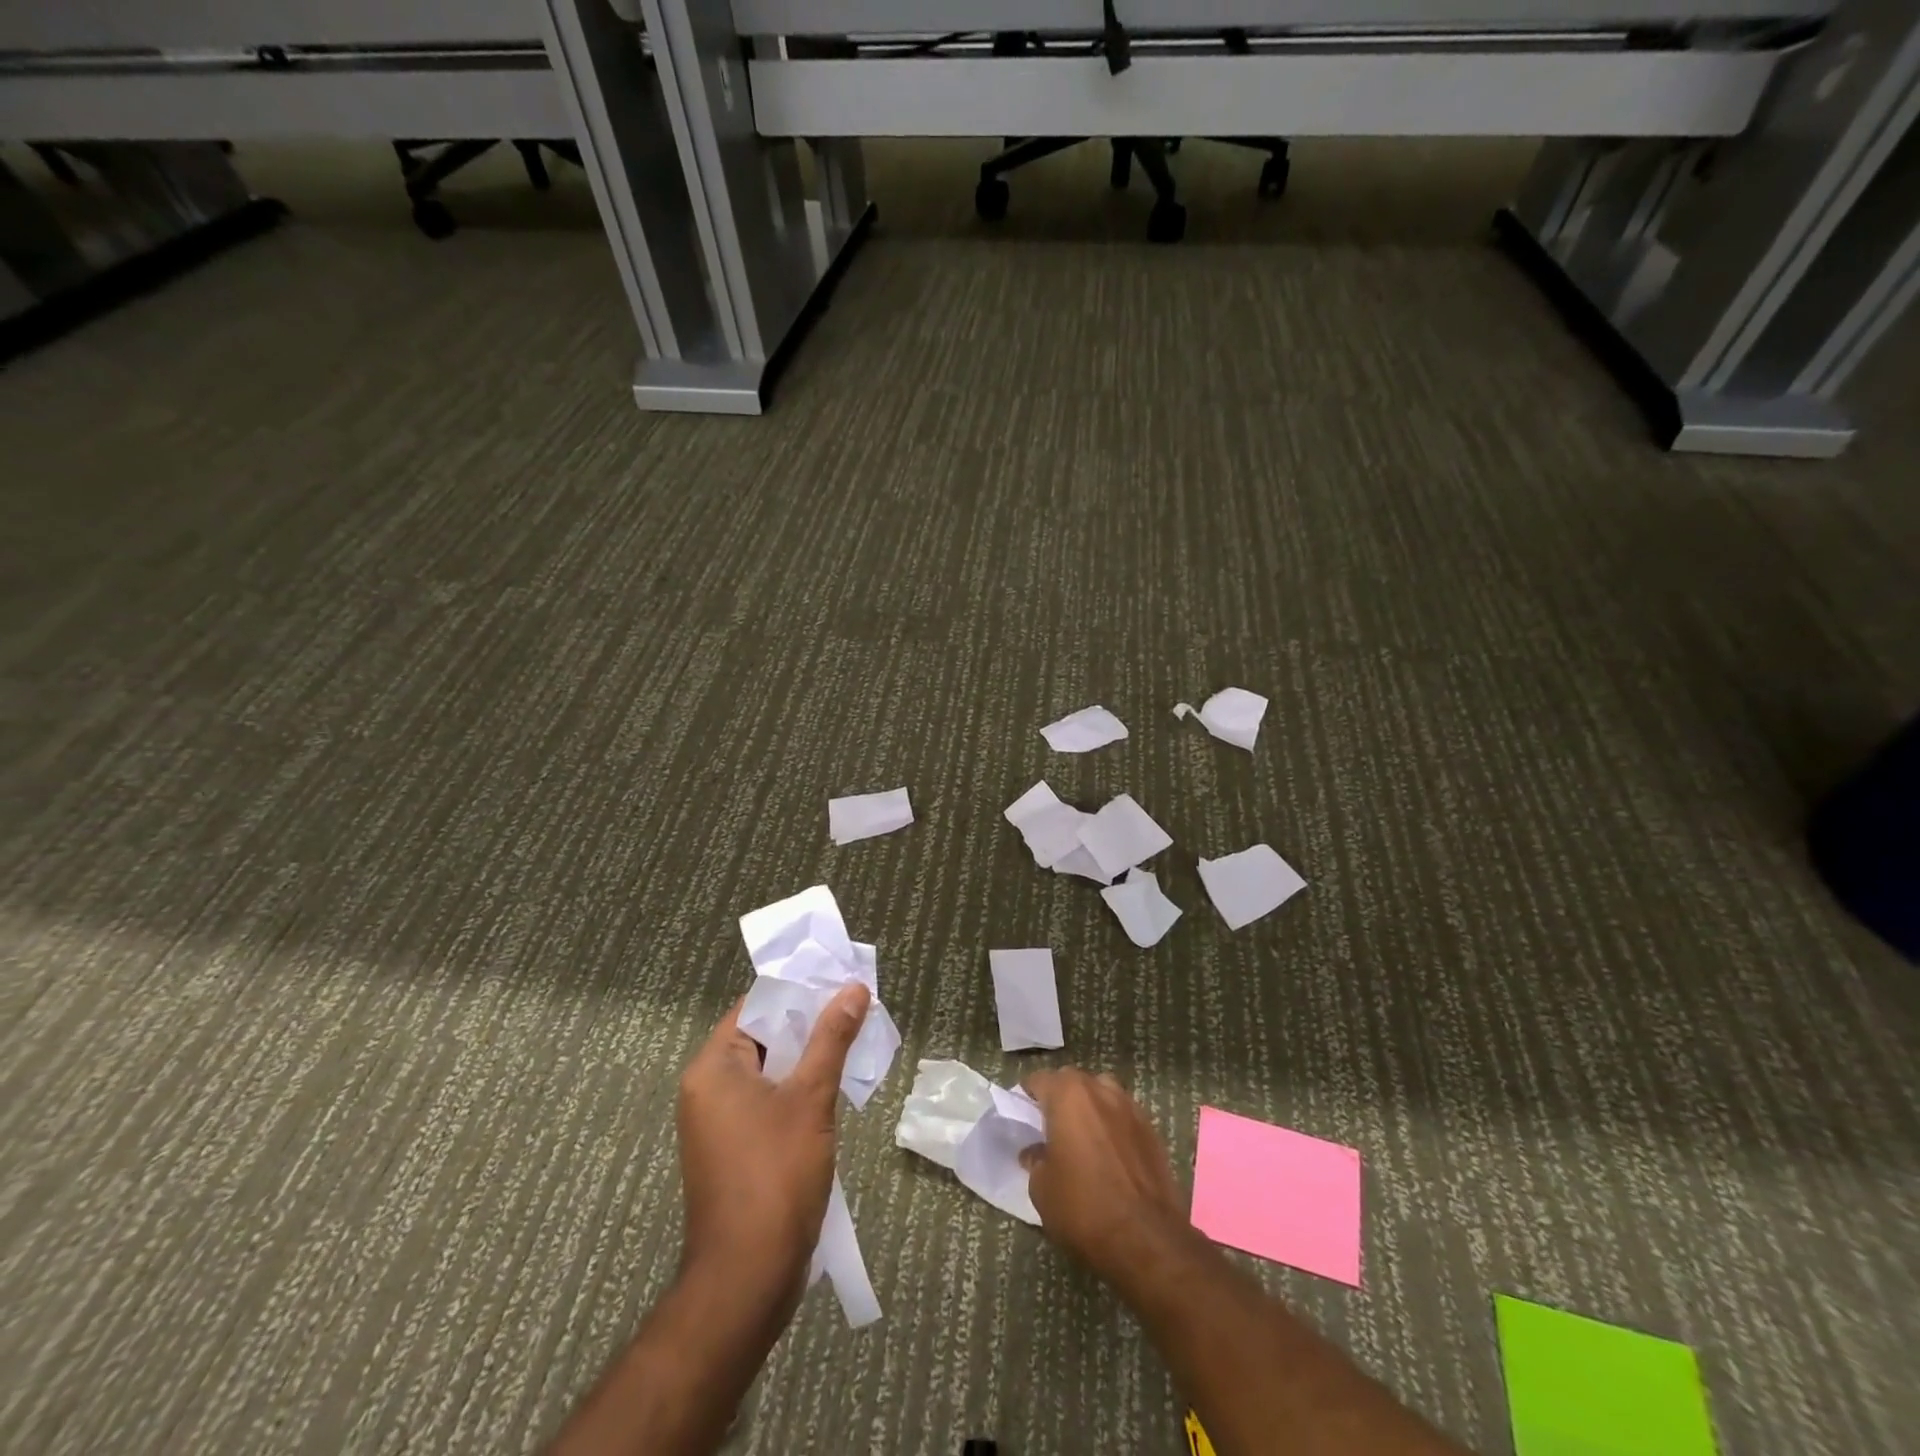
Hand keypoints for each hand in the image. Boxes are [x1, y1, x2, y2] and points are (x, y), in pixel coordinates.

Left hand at [676, 984, 870, 1297]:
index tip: (839, 982)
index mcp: (714, 1067)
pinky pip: (769, 1101)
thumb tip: (853, 989)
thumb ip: (832, 1038)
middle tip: (856, 1009)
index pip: (755, 1007)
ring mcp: (719, 1122)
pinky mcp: (735, 1149)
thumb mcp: (811, 1099)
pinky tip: (836, 1088)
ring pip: (770, 1071)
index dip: (798, 992)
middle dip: (810, 1025)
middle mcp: (708, 1088)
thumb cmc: (775, 1177)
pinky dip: (799, 1090)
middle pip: (764, 1037)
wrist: (746, 1280)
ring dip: (809, 1059)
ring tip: (855, 1043)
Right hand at [1020, 1068, 1189, 1283]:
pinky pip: (1123, 1116)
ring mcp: (1130, 1107)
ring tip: (1082, 1136)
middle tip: (1050, 1125)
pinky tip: (1109, 1153)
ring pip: (1102, 1094)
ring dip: (1090, 1107)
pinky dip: (1112, 1125)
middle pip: (1073, 1082)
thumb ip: (1035, 1160)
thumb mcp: (1042, 1189)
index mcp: (1068, 1095)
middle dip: (1059, 1097)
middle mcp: (1100, 1090)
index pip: (1040, 1080)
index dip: (1027, 1095)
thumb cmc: (1084, 1208)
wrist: (1147, 1240)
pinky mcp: (1152, 1130)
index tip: (1022, 1113)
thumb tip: (1036, 1152)